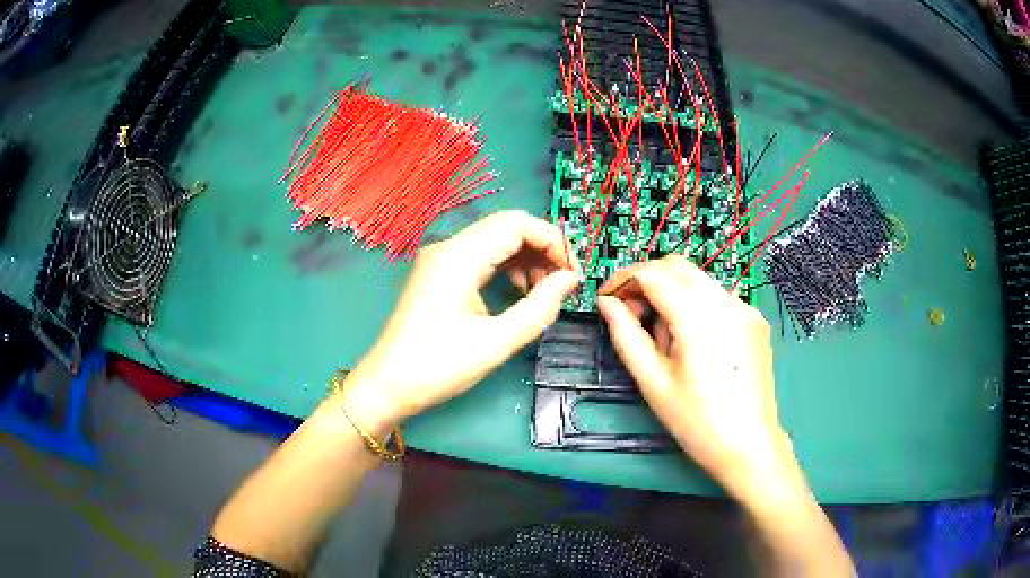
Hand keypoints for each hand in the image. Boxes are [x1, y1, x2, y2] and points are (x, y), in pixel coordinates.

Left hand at [343, 211, 578, 431]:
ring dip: (525, 257)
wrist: (388, 385)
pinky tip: (519, 290)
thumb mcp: (497, 341)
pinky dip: (506, 266)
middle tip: (563, 281)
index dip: (553, 241)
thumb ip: (539, 307)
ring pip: (494, 239)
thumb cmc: (439, 367)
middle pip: (507, 226)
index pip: (517, 224)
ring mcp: (440, 259)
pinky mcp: (438, 273)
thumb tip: (569, 280)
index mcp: (459, 257)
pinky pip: (480, 256)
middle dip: (542, 247)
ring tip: (543, 290)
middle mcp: (448, 247)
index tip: (573, 272)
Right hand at [596, 256, 792, 497]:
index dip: (623, 279)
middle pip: (676, 266)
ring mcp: (745, 308)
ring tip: (664, 337)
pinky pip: (716, 296)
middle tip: (632, 315)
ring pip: (697, 279)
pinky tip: (693, 341)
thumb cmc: (696, 421)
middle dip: (648, 281)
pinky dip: (695, 304)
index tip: (607, 299)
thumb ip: (626, 335)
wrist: (749, 445)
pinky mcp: (754, 320)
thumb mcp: (653, 381)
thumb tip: (607, 303)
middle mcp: (726, 301)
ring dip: (671, 292)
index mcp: (698, 317)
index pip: (653, 274)